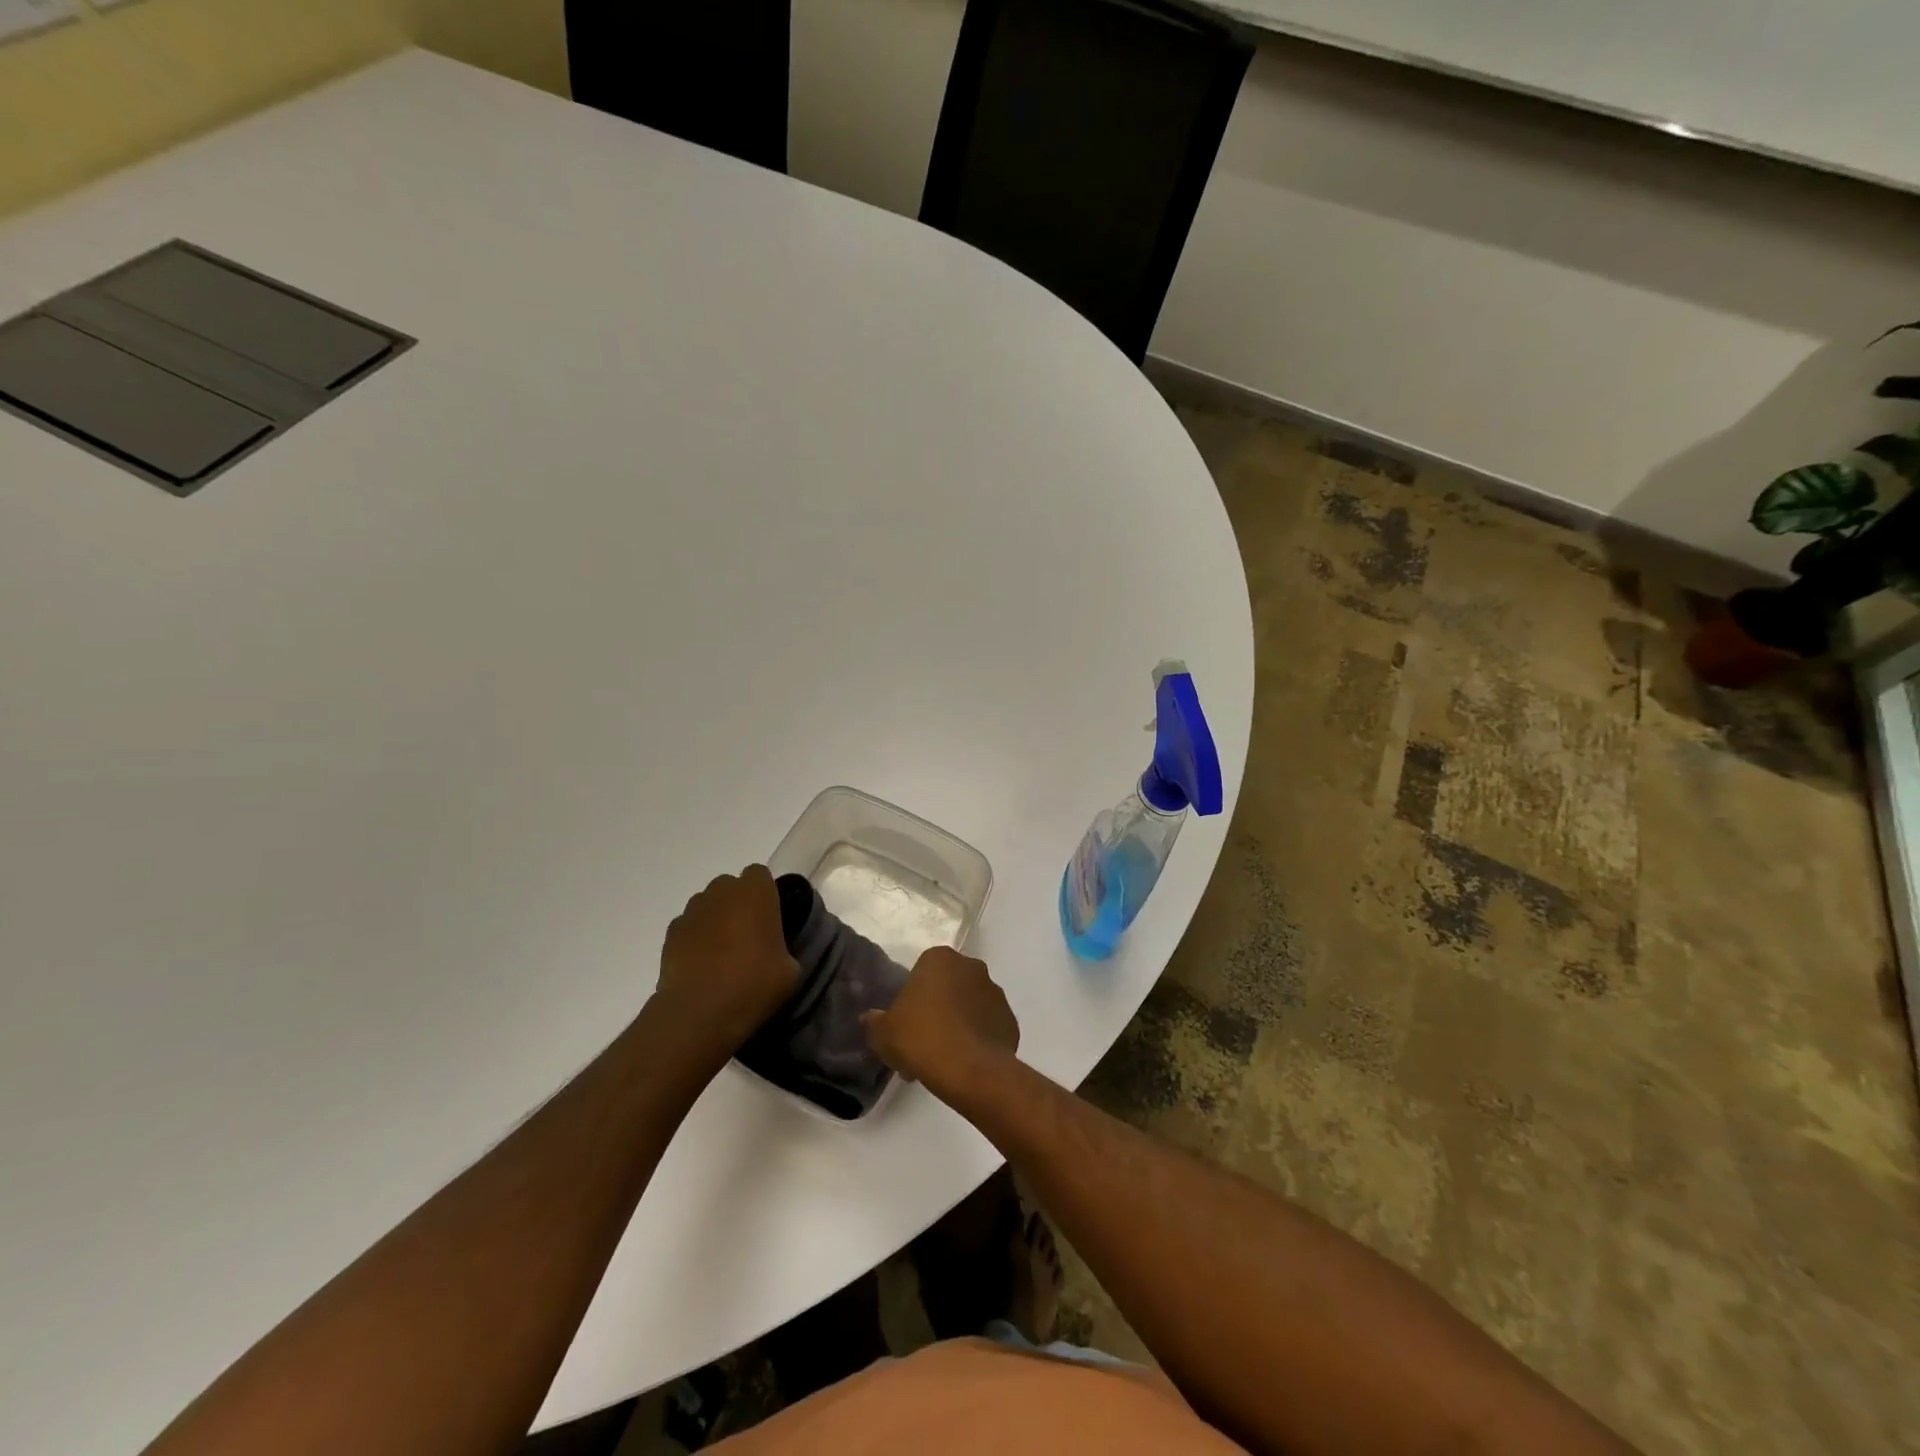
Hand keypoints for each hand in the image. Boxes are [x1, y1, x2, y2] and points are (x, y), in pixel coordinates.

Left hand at [653, 866, 798, 1061]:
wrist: (699, 1012)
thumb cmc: (753, 983)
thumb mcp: (789, 970)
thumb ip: (784, 949)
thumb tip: (775, 954)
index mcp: (755, 891)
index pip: (760, 875)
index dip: (765, 895)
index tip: (770, 919)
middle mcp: (721, 891)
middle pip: (731, 887)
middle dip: (738, 905)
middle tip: (748, 936)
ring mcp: (692, 911)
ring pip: (707, 906)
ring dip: (715, 921)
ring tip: (722, 954)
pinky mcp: (670, 934)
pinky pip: (688, 928)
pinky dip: (694, 940)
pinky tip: (701, 966)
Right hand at [862, 946, 1018, 1097]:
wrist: (971, 1070)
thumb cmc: (922, 1039)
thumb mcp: (883, 1033)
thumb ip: (875, 1021)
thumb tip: (872, 1018)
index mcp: (940, 959)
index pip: (921, 973)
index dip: (911, 1000)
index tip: (905, 1026)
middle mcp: (971, 967)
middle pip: (947, 988)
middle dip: (936, 1010)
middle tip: (921, 1044)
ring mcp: (995, 992)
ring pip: (968, 1007)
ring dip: (957, 1024)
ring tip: (943, 1059)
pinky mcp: (1010, 1019)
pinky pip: (987, 1027)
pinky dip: (976, 1039)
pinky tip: (964, 1063)